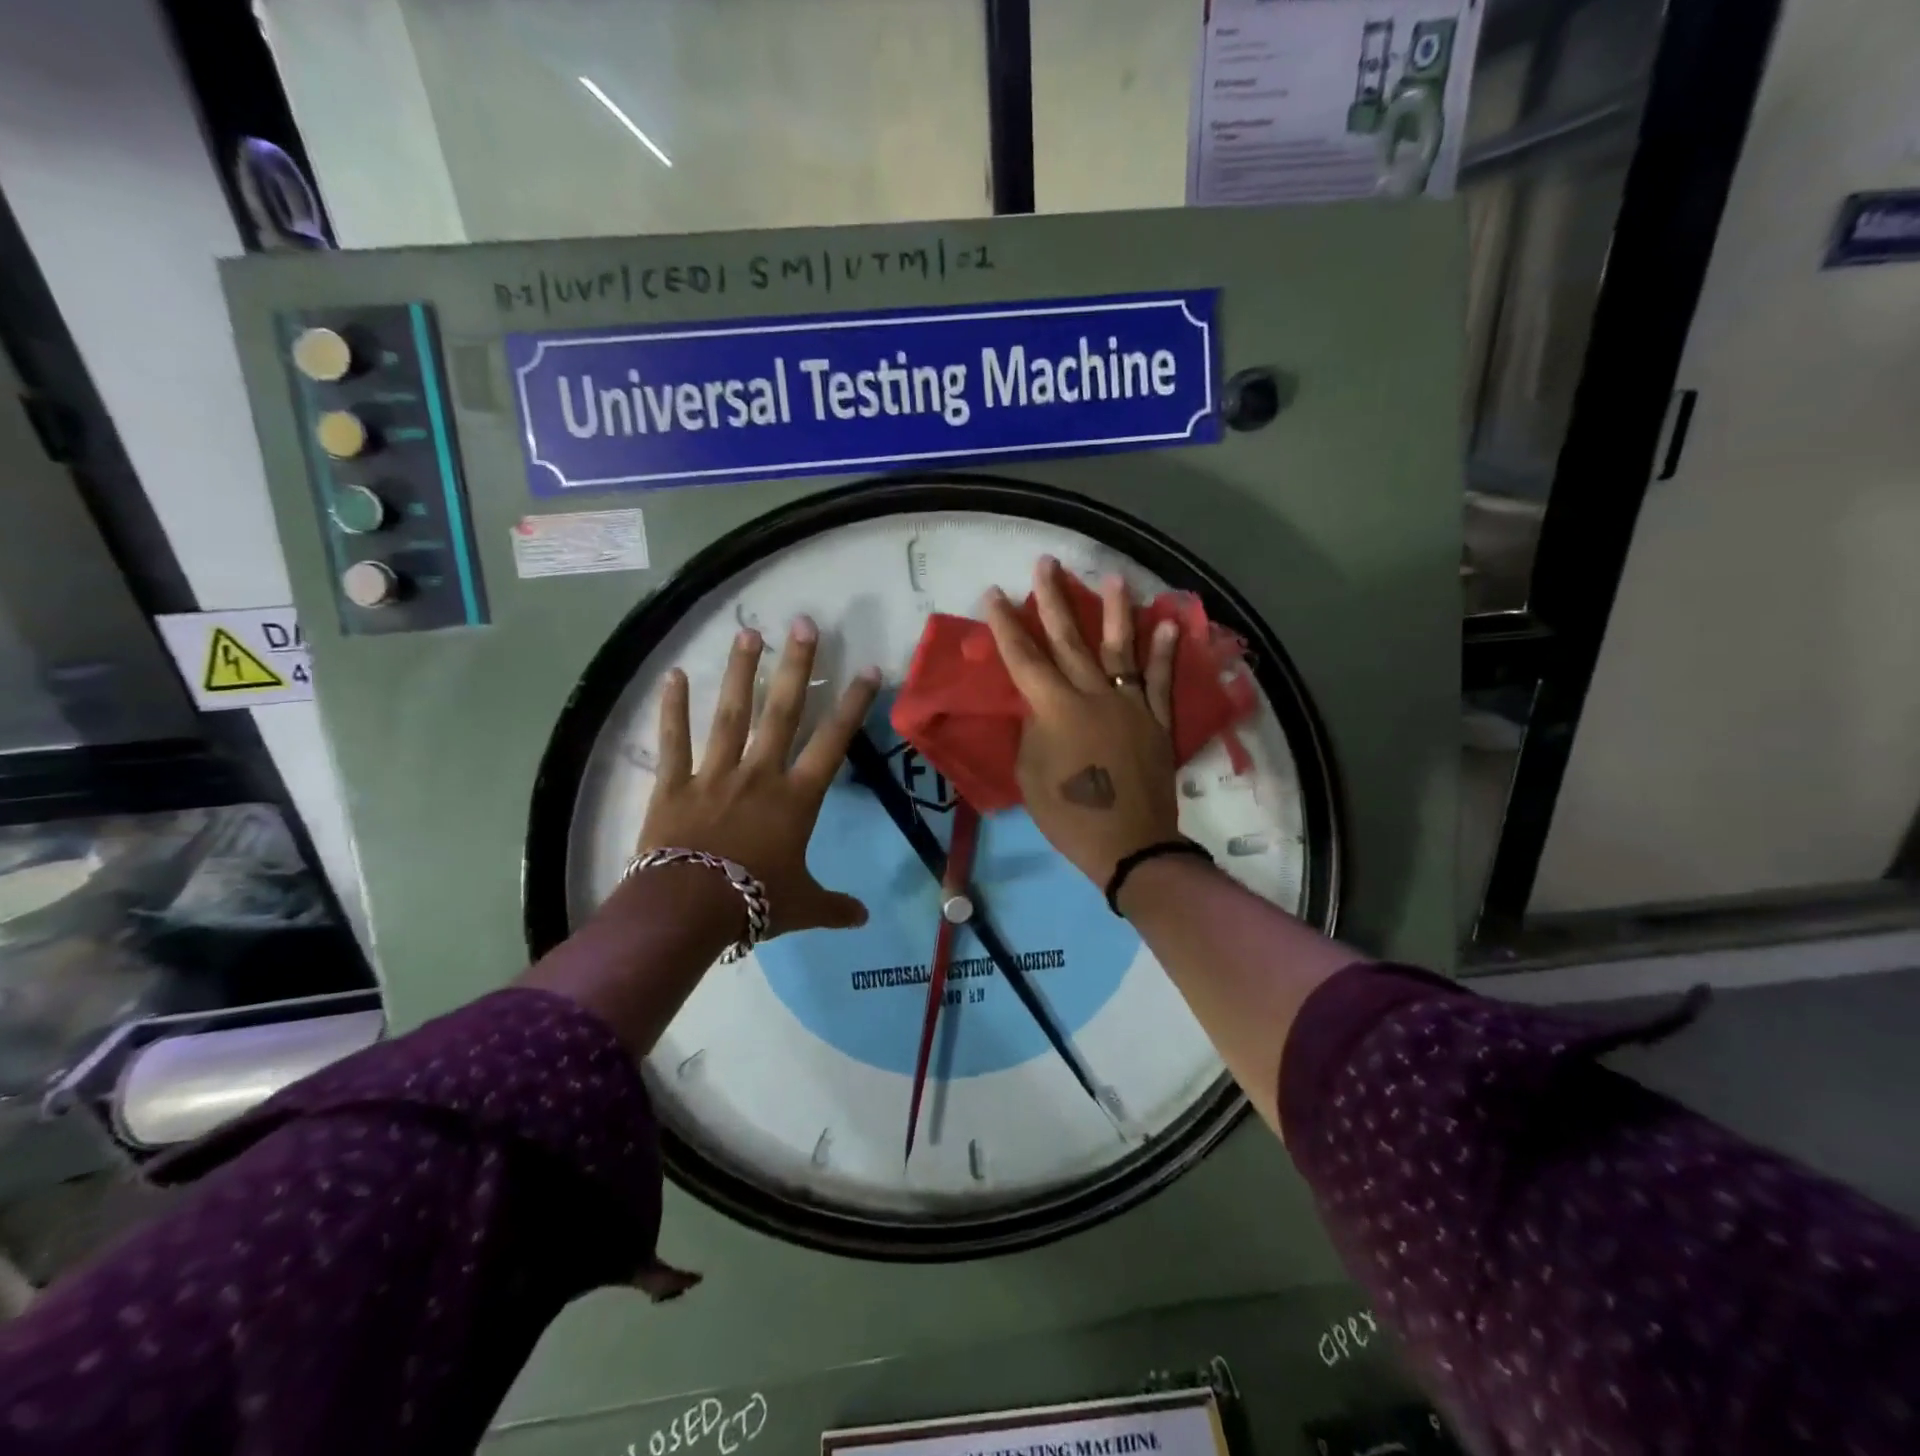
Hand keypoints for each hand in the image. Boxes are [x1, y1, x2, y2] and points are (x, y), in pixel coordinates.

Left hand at [639, 617, 879, 936]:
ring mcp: (714, 774)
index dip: (852, 704)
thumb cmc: (754, 902)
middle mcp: (759, 773)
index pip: (833, 741)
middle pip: (782, 710)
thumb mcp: (802, 906)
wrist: (689, 910)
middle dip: (796, 666)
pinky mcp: (674, 784)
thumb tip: (865, 920)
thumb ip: (835, 907)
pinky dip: (673, 709)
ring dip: (740, 672)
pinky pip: (674, 741)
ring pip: (731, 713)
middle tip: (803, 623)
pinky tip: (673, 676)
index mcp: (796, 797)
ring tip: (747, 632)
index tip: (867, 669)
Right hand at [985, 558, 1181, 888]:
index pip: (1024, 658)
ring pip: (1120, 648)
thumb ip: (1033, 730)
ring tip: (1112, 577)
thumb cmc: (1069, 815)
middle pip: (1070, 640)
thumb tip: (1039, 707)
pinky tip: (1166, 623)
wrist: (1128, 844)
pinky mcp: (1156, 719)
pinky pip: (1159, 679)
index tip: (995, 593)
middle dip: (1054, 600)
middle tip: (1047, 563)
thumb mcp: (1030, 774)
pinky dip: (1164, 651)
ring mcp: (1129, 704)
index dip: (1006, 625)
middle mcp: (1093, 695)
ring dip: (1115, 611)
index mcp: (1054, 709)